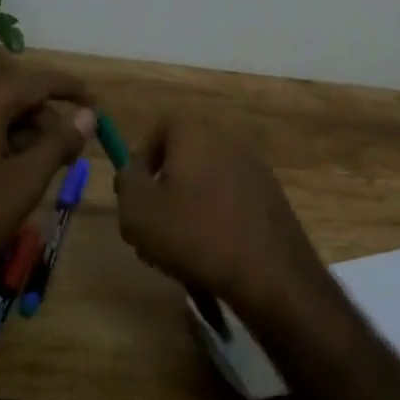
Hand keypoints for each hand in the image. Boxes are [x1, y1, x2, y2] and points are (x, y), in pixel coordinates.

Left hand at [0, 64, 96, 286]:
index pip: (39, 81)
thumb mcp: (25, 179)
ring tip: (54, 168)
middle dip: (54, 119)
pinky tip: (26, 176)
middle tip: (75, 151)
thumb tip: (88, 115)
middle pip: (24, 98)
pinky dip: (16, 147)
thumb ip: (59, 142)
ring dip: (36, 136)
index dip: (72, 89)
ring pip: (9, 118)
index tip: (98, 106)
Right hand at [113, 115, 327, 323]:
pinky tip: (212, 252)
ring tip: (180, 246)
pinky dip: (217, 216)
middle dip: (166, 185)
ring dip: (190, 204)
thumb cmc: (195, 235)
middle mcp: (228, 140)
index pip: (163, 125)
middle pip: (186, 154)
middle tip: (154, 222)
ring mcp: (255, 167)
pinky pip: (232, 198)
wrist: (270, 273)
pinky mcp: (272, 196)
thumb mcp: (138, 211)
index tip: (137, 189)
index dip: (145, 154)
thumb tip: (132, 170)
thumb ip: (126, 181)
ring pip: (208, 179)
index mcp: (197, 133)